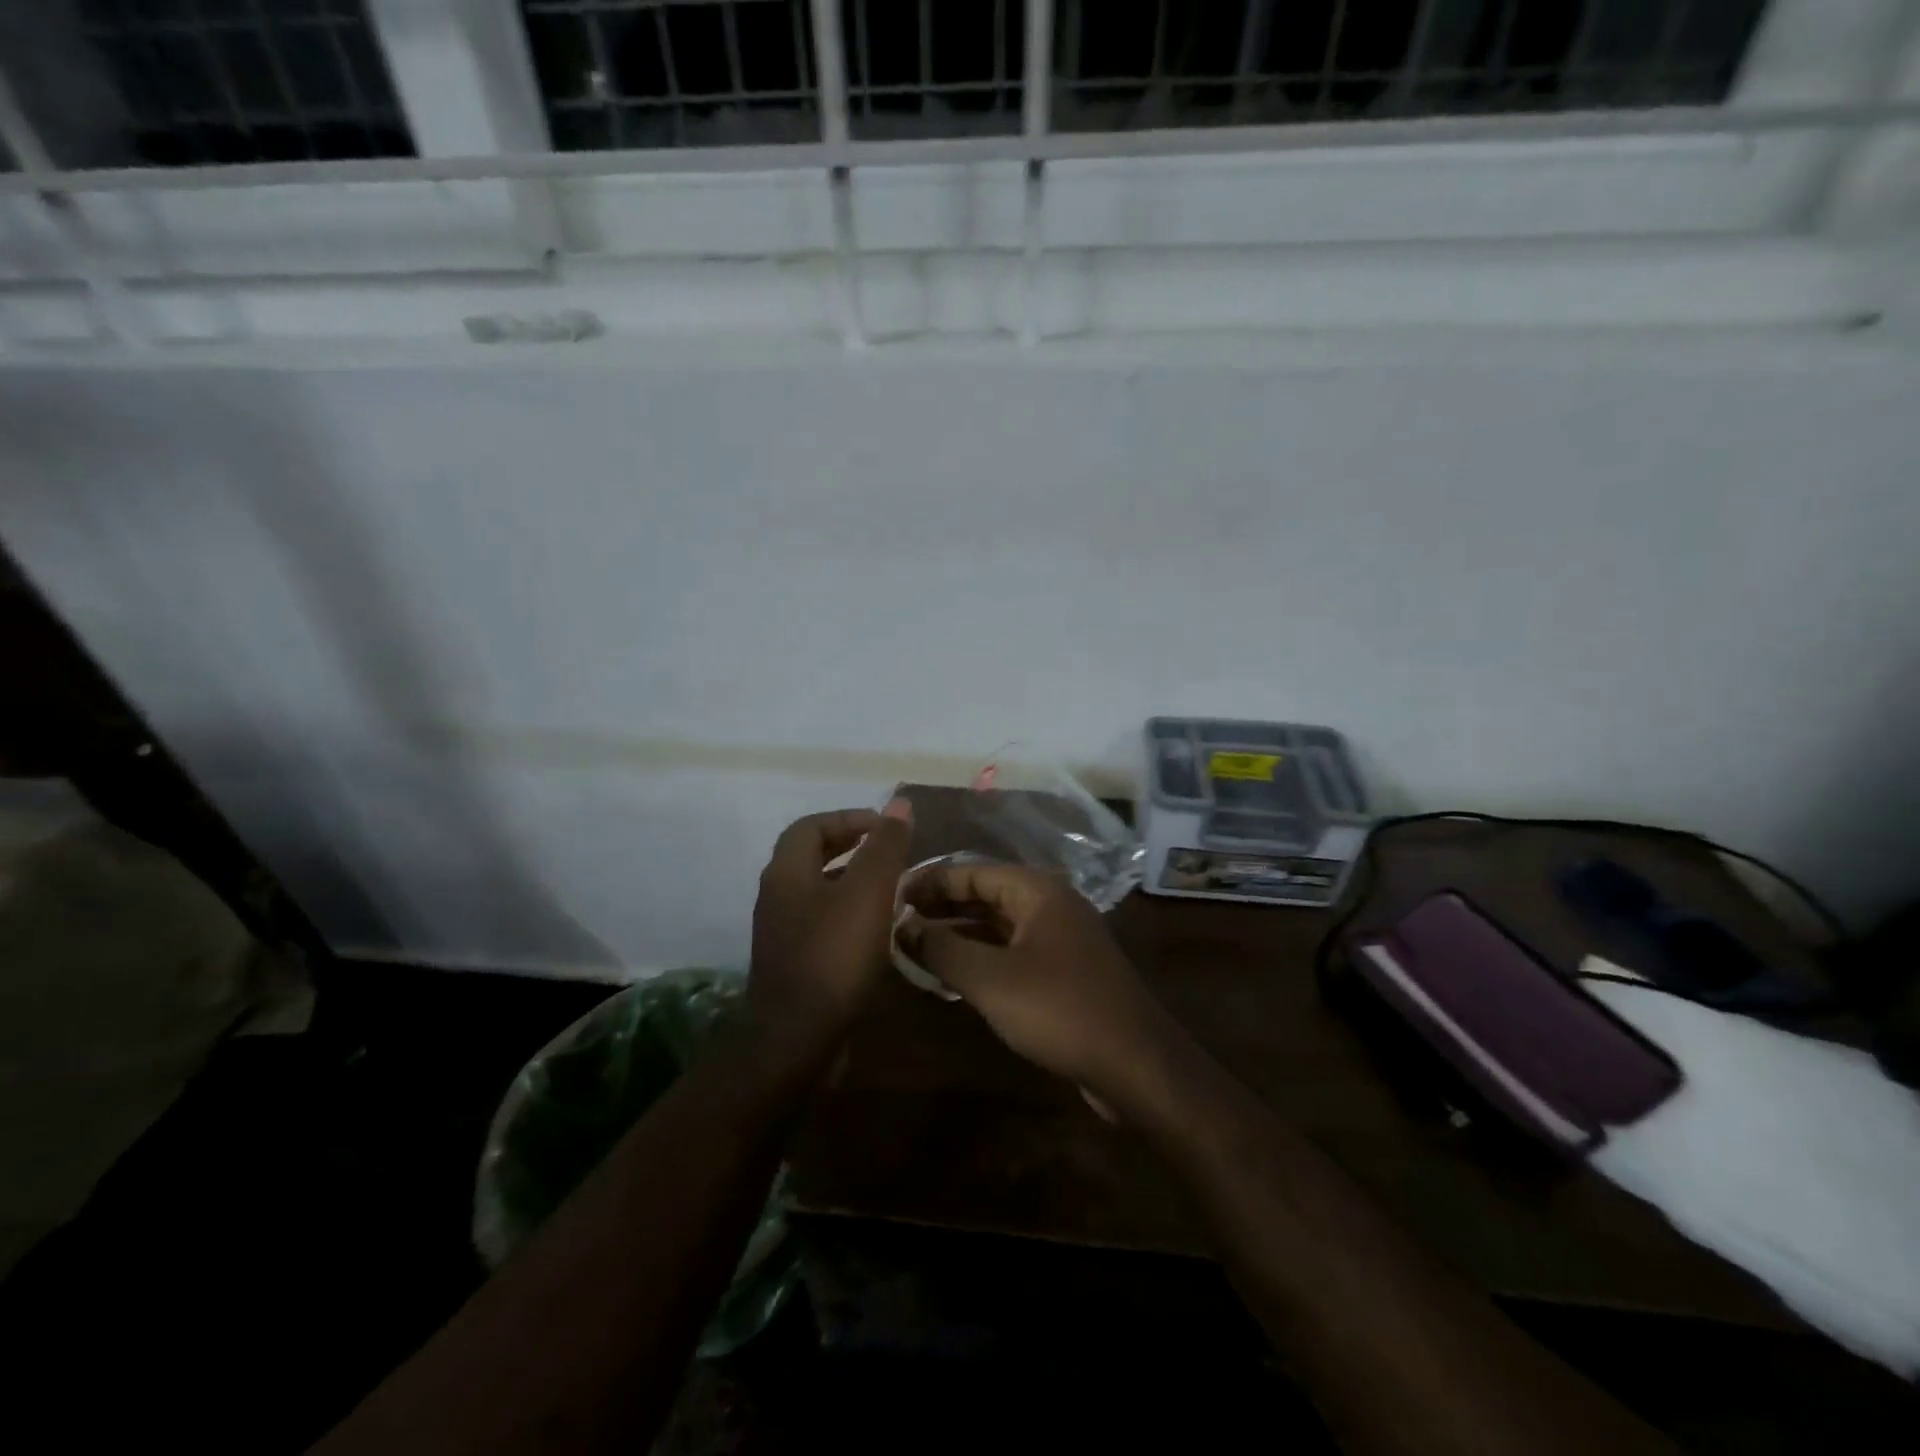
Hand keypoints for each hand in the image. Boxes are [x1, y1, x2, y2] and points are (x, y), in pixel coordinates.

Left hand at [746, 800, 913, 1062]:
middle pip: (811, 854)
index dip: (849, 818)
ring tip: (891, 886)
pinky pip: (821, 919)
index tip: (886, 828)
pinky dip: (848, 910)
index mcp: (787, 872)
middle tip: (890, 851)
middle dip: (851, 846)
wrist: (796, 1039)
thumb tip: (899, 804)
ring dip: (852, 879)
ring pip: (818, 888)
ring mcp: (781, 930)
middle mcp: (777, 895)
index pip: (812, 825)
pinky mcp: (793, 959)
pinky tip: (876, 927)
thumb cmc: (833, 956)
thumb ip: (884, 847)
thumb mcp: (868, 893)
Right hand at [898, 863, 1178, 1115]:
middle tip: (896, 922)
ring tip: (914, 948)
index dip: (930, 881)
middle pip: (986, 895)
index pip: (972, 871)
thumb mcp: (990, 979)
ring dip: (959, 934)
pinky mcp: (1064, 972)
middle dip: (942, 907)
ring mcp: (1060, 939)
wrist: (1136, 1064)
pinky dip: (981, 957)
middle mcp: (1050, 905)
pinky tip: (952, 976)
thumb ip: (942, 948)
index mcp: (1037, 891)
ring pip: (998, 926)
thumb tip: (901, 924)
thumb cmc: (1060, 1010)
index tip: (890, 895)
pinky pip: (1012, 952)